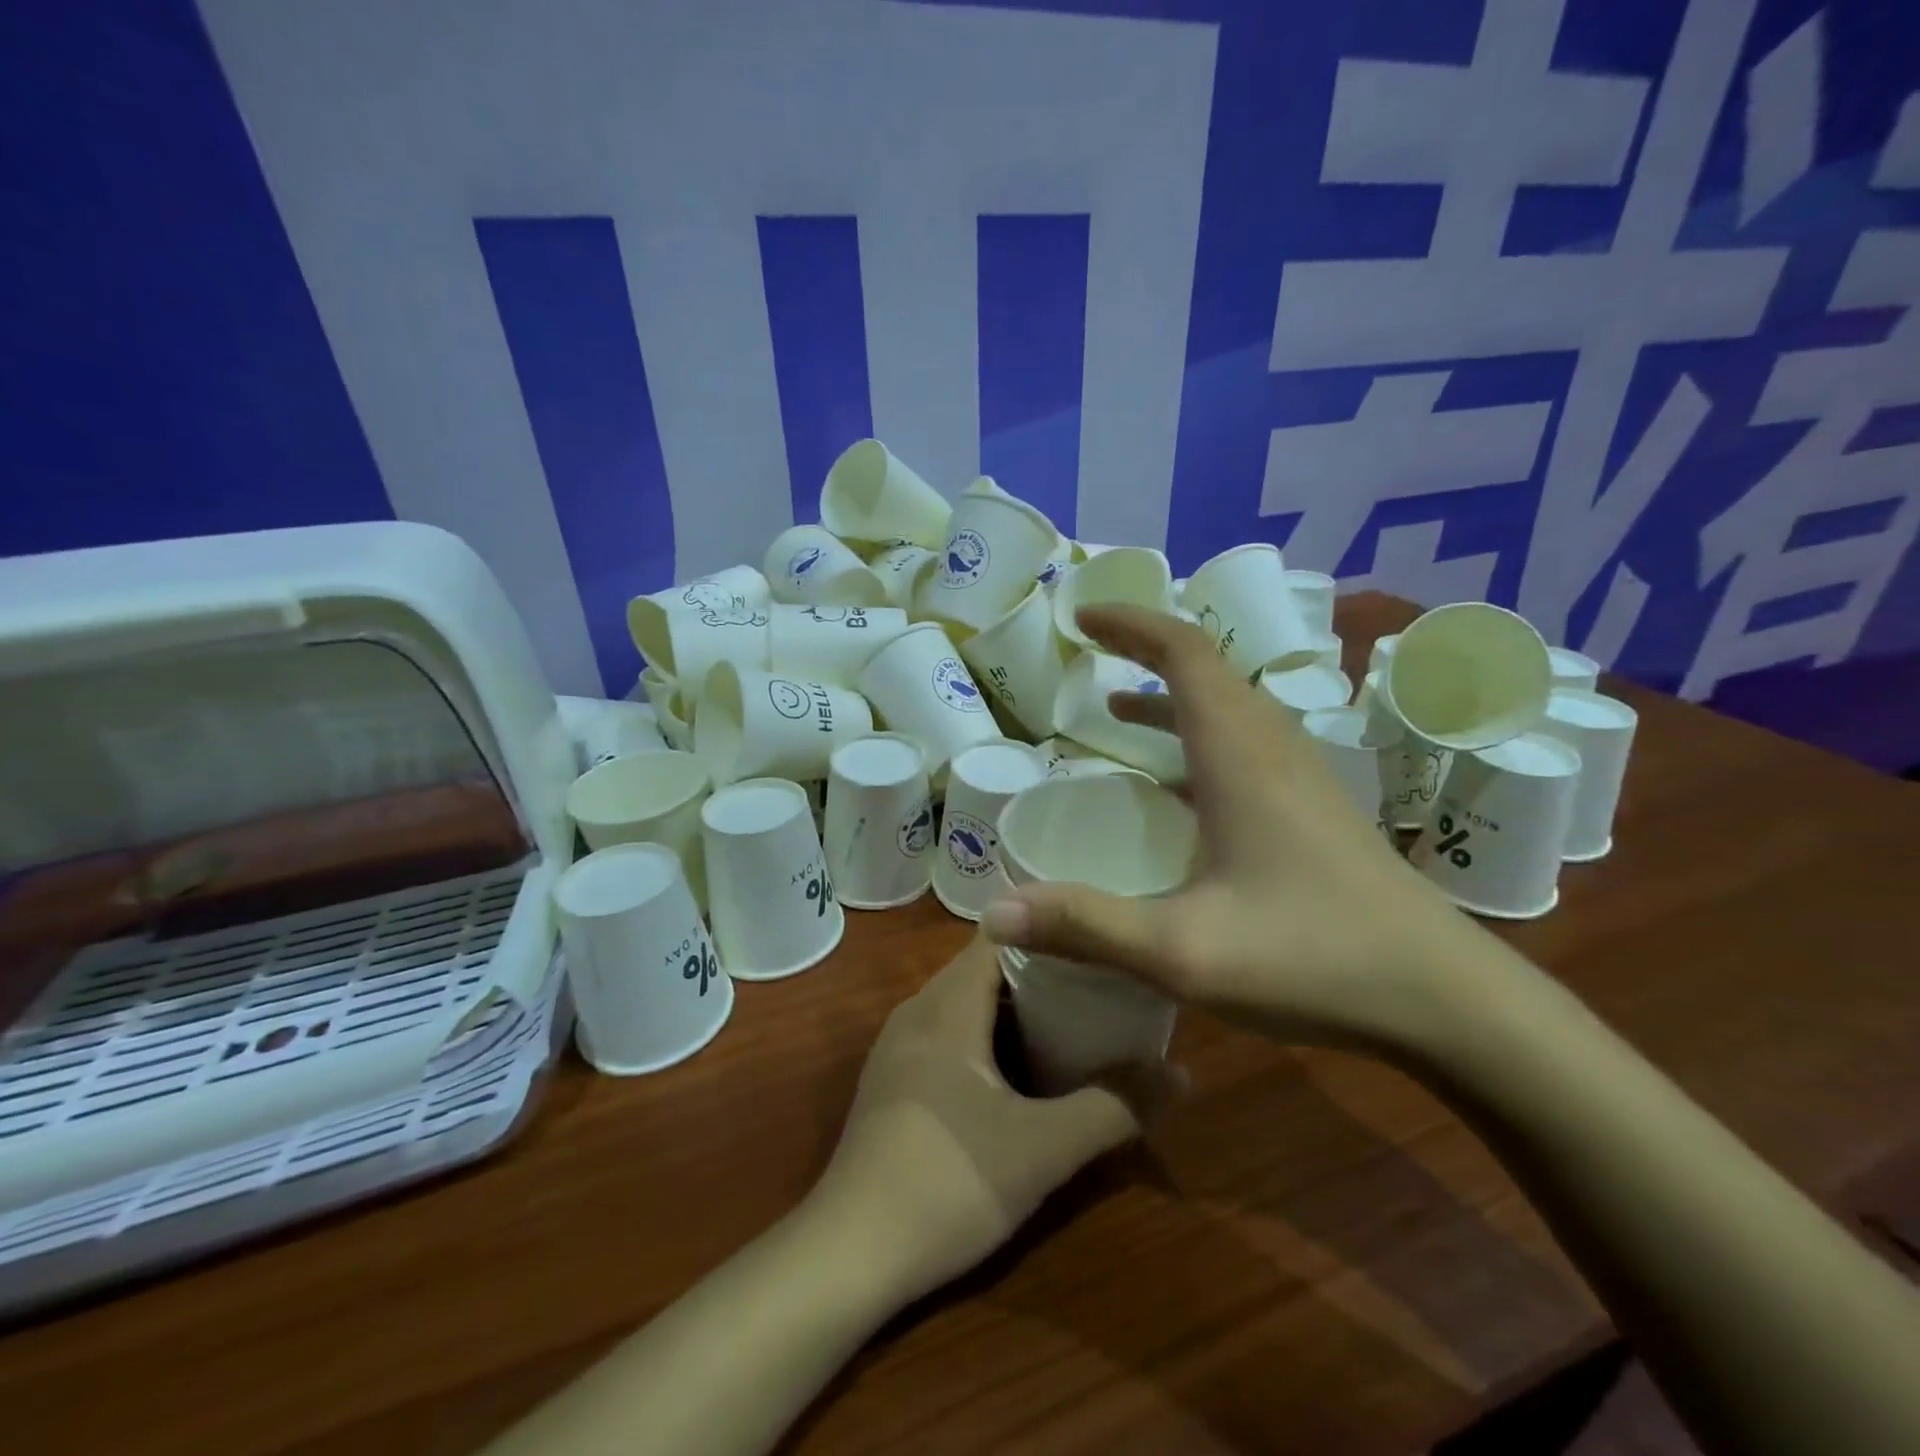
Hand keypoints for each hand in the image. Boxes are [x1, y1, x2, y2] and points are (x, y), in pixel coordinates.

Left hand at [815, 938, 1168, 1303]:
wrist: (849, 1254)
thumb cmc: (948, 1182)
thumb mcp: (1044, 1149)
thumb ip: (1115, 1107)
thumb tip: (1180, 1073)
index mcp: (947, 1004)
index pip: (1001, 936)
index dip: (1052, 935)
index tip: (1100, 950)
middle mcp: (918, 1010)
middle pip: (987, 969)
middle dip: (1045, 978)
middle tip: (1100, 994)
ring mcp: (899, 1046)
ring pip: (967, 1004)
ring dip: (1017, 1013)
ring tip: (1074, 1030)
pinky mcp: (894, 1080)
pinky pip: (949, 1035)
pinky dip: (989, 1039)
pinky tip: (1021, 1077)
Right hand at [982, 604, 1489, 1056]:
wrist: (1443, 999)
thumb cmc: (1313, 958)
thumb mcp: (1183, 950)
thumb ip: (1086, 926)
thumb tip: (993, 914)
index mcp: (1240, 754)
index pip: (1185, 653)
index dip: (1131, 624)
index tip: (1082, 617)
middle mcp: (1272, 748)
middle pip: (1207, 667)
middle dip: (1144, 647)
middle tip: (1089, 651)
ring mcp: (1301, 777)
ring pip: (1229, 705)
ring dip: (1171, 693)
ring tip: (1116, 707)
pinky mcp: (1313, 808)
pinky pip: (1245, 742)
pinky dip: (1197, 734)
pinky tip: (1176, 783)